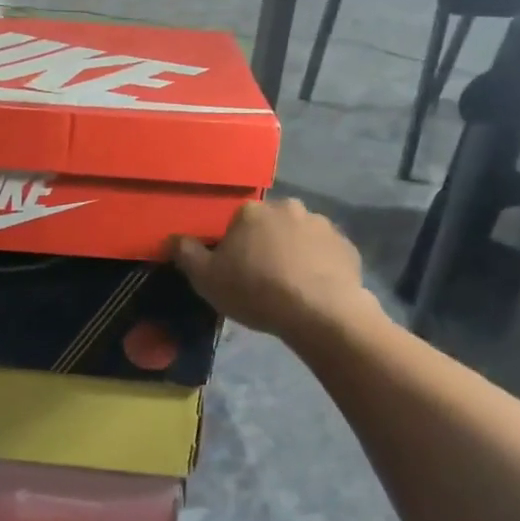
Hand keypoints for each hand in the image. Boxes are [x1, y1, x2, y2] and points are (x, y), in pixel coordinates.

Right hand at [172, 199, 373, 341]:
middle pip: (269, 224)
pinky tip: (314, 289)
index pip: (235, 222)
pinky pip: (325, 252)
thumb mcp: (207, 279)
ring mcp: (321, 224)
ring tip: (291, 285)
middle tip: (263, 277)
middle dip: (265, 243)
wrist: (321, 313)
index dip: (233, 246)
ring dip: (293, 251)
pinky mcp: (346, 246)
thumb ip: (186, 254)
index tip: (235, 270)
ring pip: (299, 235)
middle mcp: (286, 207)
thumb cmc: (256, 291)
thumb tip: (173, 238)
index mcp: (251, 211)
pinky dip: (319, 264)